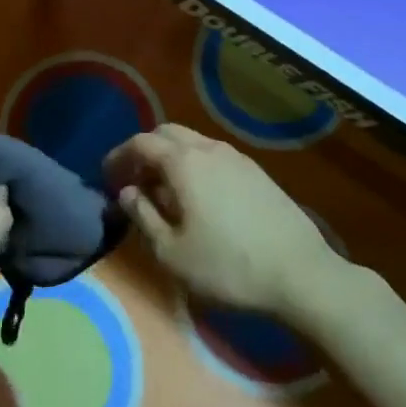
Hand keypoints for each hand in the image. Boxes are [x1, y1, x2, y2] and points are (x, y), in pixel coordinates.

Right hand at [106, 124, 343, 320]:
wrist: (300, 273)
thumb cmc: (228, 266)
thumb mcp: (172, 253)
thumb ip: (143, 216)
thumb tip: (126, 192)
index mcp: (183, 162)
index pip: (140, 142)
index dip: (118, 156)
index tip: (106, 177)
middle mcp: (208, 148)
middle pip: (166, 133)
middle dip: (144, 151)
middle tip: (132, 181)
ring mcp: (236, 157)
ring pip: (192, 142)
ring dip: (170, 157)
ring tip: (163, 191)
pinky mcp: (256, 171)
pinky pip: (213, 155)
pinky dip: (194, 165)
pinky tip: (198, 197)